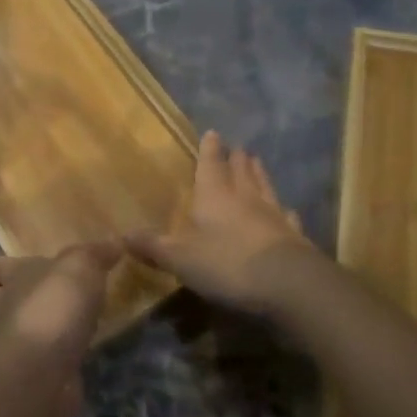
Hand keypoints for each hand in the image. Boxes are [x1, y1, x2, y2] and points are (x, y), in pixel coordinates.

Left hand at [0, 243, 120, 416]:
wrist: (47, 363)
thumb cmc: (57, 303)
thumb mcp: (82, 266)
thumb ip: (95, 254)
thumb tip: (114, 242)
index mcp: (15, 276)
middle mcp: (2, 308)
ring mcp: (4, 343)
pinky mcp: (17, 375)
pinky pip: (8, 358)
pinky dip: (5, 354)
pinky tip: (10, 355)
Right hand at [124, 130, 318, 314]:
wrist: (287, 282)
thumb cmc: (227, 263)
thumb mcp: (181, 258)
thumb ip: (154, 247)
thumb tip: (122, 235)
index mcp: (215, 196)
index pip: (210, 165)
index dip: (210, 150)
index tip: (213, 133)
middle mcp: (245, 198)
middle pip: (241, 171)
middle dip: (237, 158)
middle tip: (238, 147)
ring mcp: (273, 215)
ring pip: (265, 187)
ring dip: (259, 174)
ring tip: (257, 162)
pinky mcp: (293, 235)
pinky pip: (286, 216)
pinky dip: (283, 210)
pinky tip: (287, 210)